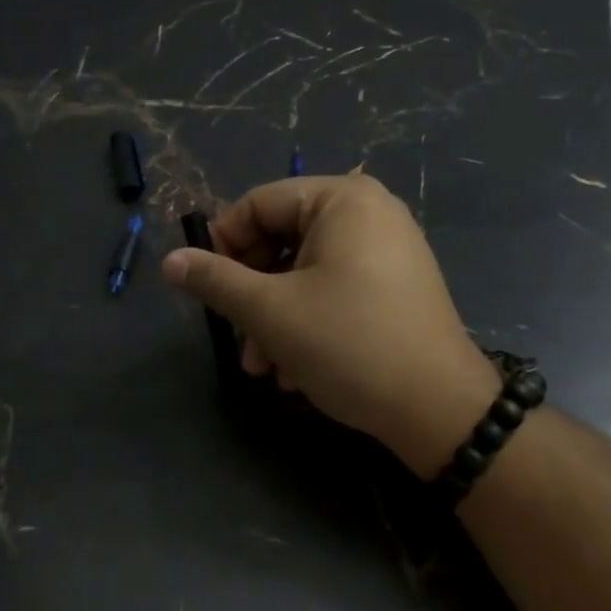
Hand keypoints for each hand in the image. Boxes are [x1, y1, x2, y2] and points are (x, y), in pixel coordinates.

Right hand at [161, 172, 500, 476]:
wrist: (441, 411)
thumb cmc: (349, 344)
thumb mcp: (270, 311)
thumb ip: (215, 280)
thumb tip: (168, 262)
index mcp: (341, 199)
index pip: (258, 204)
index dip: (222, 244)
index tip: (204, 288)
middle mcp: (368, 212)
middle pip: (281, 239)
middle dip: (252, 294)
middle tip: (237, 339)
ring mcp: (388, 248)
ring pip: (305, 271)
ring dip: (274, 318)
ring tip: (263, 368)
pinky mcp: (397, 284)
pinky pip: (335, 287)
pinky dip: (308, 321)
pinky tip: (296, 372)